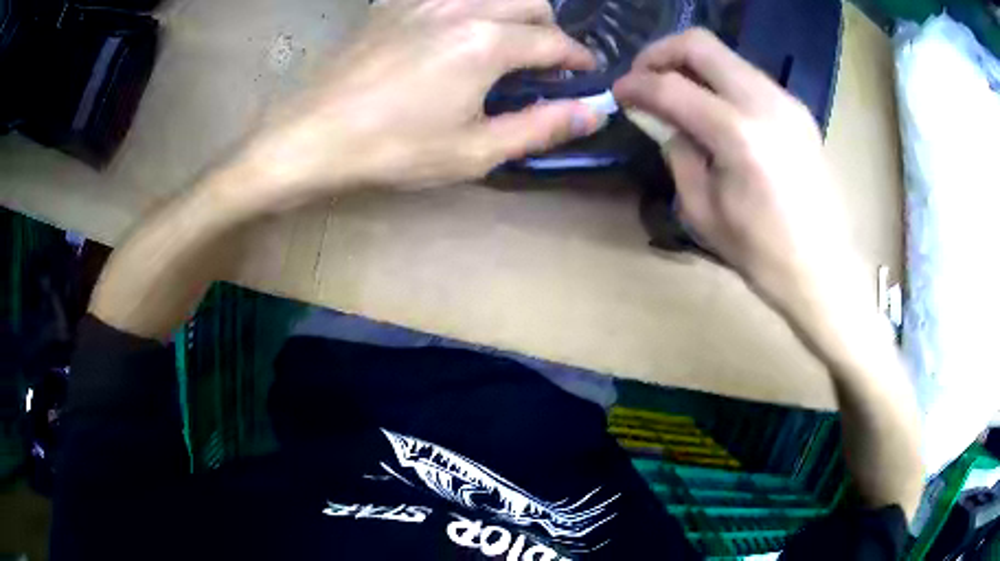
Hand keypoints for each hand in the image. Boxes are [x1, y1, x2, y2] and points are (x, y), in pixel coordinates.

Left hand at [236, 0, 604, 207]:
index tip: (586, 73)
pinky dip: (471, 7)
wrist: (312, 135)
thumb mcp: (474, 151)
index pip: (555, 41)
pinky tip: (456, 33)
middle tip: (544, 62)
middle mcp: (463, 7)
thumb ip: (541, 127)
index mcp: (487, 43)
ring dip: (513, 12)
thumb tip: (594, 111)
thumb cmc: (393, 149)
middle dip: (549, 29)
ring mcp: (424, 0)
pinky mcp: (394, 4)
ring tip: (505, 44)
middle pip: (531, 2)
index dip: (578, 58)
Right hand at [613, 29, 856, 316]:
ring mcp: (786, 101)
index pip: (671, 86)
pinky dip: (721, 82)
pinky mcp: (798, 110)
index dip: (636, 85)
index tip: (619, 93)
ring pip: (726, 56)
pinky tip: (715, 111)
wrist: (825, 270)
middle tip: (644, 78)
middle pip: (700, 44)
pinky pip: (748, 77)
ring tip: (678, 95)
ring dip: (693, 66)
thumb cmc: (763, 255)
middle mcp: (765, 102)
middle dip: (661, 53)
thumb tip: (664, 121)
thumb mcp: (703, 212)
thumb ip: (678, 154)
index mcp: (738, 135)